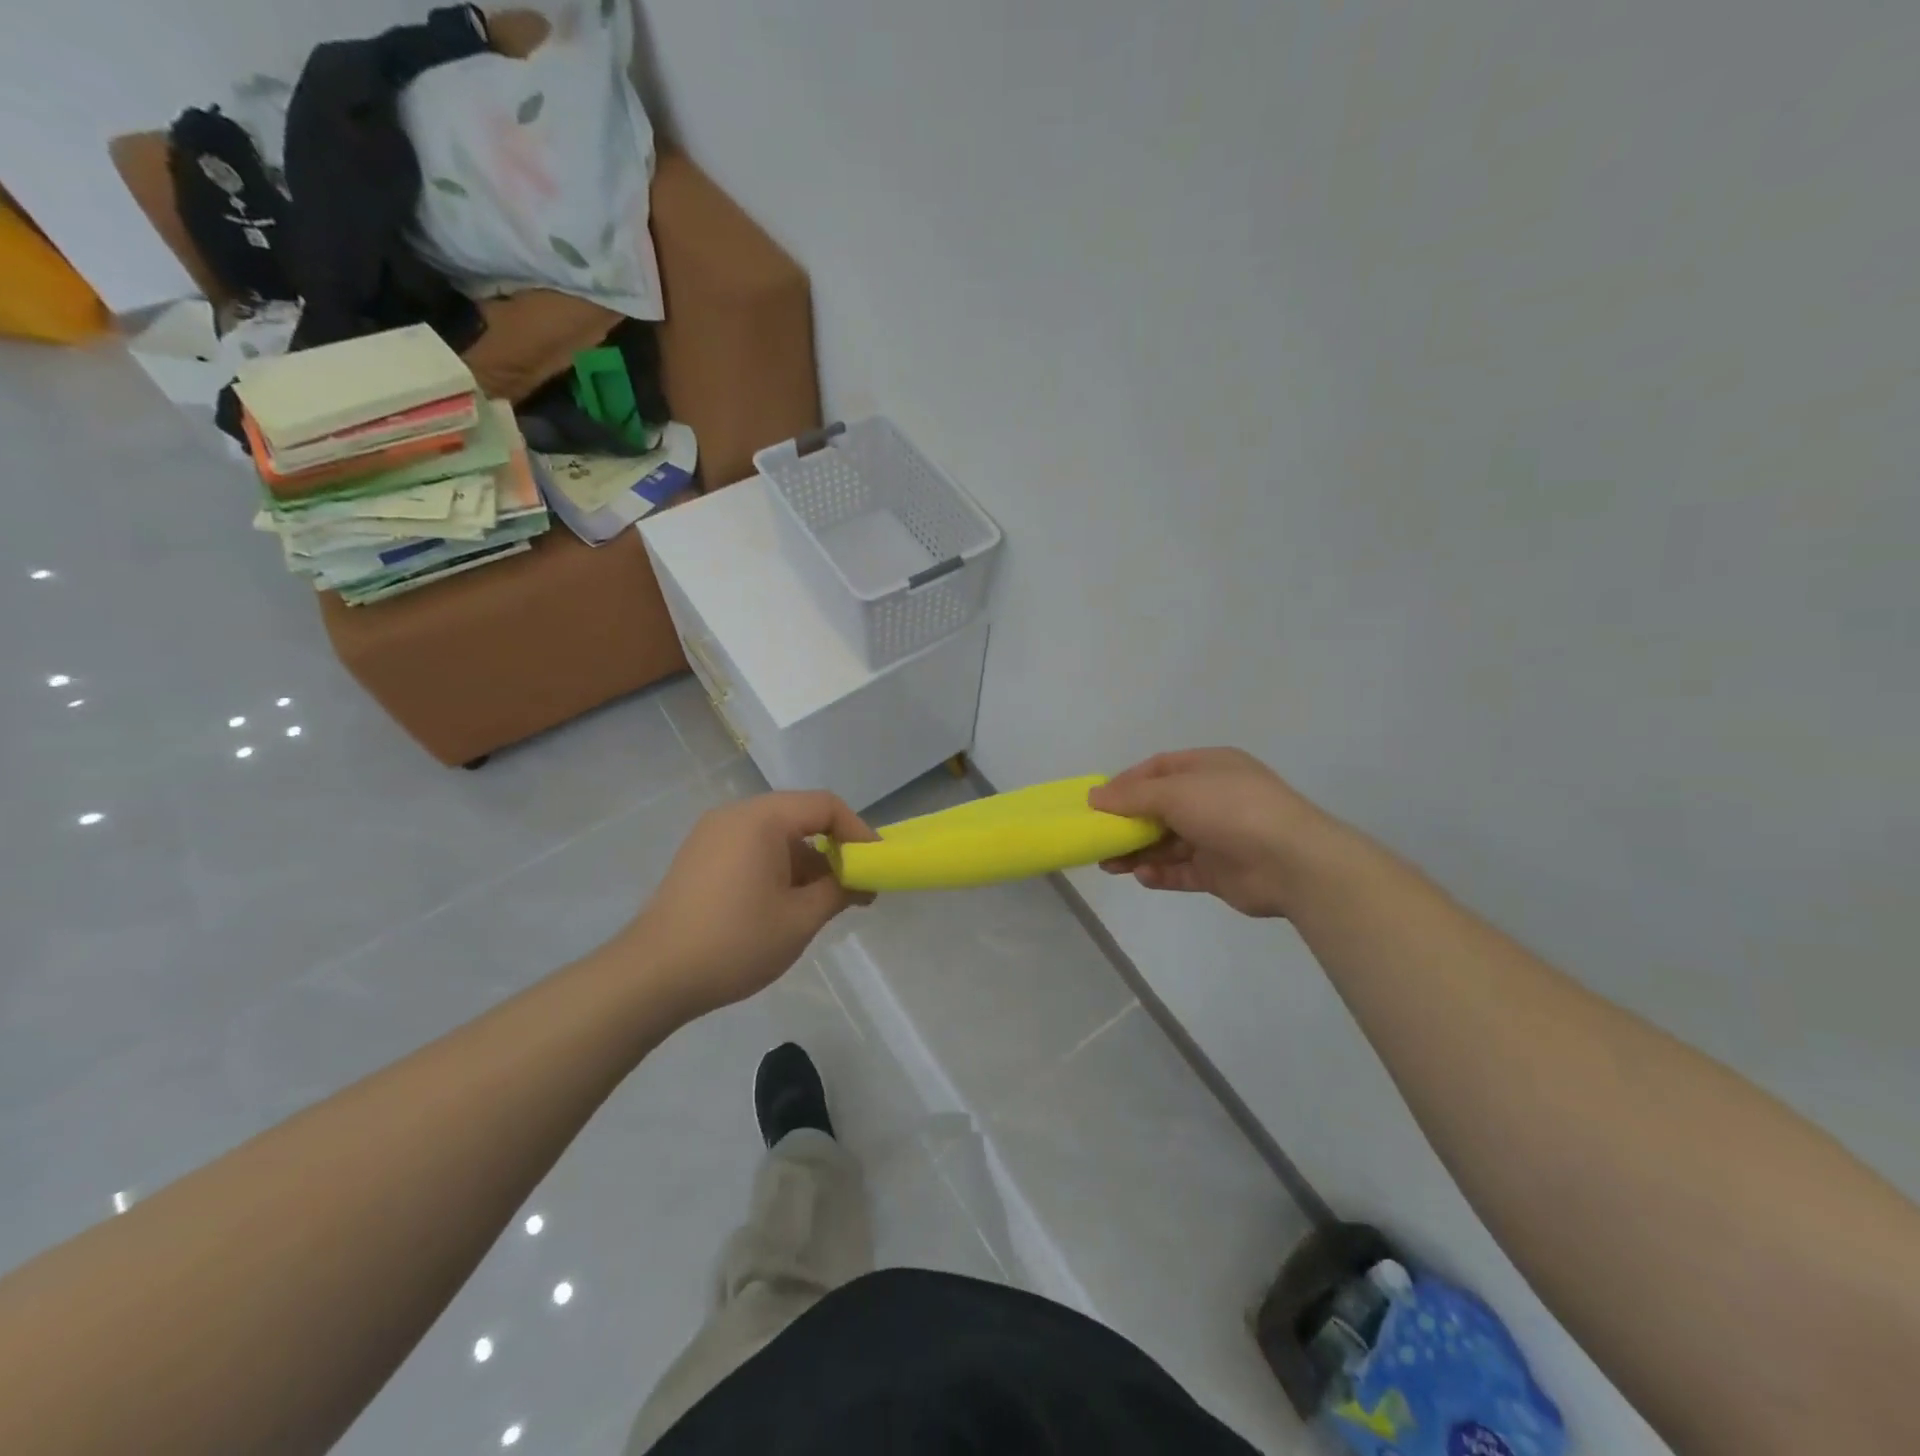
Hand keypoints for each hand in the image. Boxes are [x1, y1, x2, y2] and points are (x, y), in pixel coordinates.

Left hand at [626, 792, 877, 1016]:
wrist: (651, 977)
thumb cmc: (734, 942)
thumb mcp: (800, 919)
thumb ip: (839, 890)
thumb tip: (861, 879)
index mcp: (761, 819)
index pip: (825, 806)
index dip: (859, 831)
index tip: (877, 864)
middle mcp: (735, 815)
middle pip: (801, 816)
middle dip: (835, 849)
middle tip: (857, 885)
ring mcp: (713, 835)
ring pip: (777, 835)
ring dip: (808, 862)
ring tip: (827, 903)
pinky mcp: (700, 857)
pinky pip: (753, 848)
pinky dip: (780, 867)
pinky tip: (789, 904)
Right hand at [1089, 748, 1347, 917]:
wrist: (1291, 862)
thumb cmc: (1230, 810)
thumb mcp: (1175, 792)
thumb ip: (1132, 796)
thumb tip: (1094, 796)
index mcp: (1209, 768)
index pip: (1159, 770)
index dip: (1126, 783)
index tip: (1098, 802)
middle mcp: (1213, 798)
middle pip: (1160, 808)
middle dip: (1127, 823)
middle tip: (1098, 838)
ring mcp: (1218, 836)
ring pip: (1167, 842)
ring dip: (1137, 851)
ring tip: (1109, 864)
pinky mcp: (1220, 871)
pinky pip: (1182, 870)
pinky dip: (1160, 873)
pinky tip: (1142, 876)